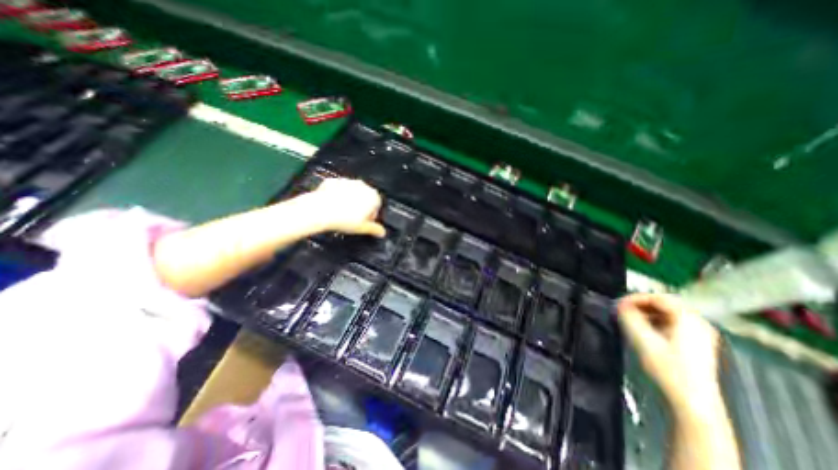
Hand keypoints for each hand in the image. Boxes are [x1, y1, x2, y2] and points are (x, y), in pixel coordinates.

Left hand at [307, 180, 385, 238]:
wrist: (320, 210)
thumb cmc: (343, 218)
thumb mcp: (363, 229)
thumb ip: (375, 229)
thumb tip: (381, 232)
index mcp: (373, 196)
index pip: (377, 207)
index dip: (371, 217)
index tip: (365, 223)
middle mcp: (362, 186)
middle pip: (365, 199)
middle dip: (361, 208)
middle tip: (353, 220)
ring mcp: (347, 181)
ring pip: (352, 193)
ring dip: (349, 202)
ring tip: (342, 214)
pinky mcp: (334, 181)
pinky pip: (338, 190)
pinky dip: (337, 197)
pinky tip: (333, 207)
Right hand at [614, 296, 719, 409]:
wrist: (692, 402)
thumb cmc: (667, 369)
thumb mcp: (642, 340)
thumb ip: (629, 318)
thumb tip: (619, 305)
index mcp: (688, 319)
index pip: (658, 297)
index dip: (634, 298)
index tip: (617, 304)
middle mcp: (699, 322)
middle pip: (664, 304)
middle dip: (640, 304)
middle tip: (622, 310)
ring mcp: (701, 334)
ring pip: (668, 313)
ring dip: (646, 313)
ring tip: (629, 319)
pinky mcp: (697, 344)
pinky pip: (673, 323)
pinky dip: (656, 321)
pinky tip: (644, 330)